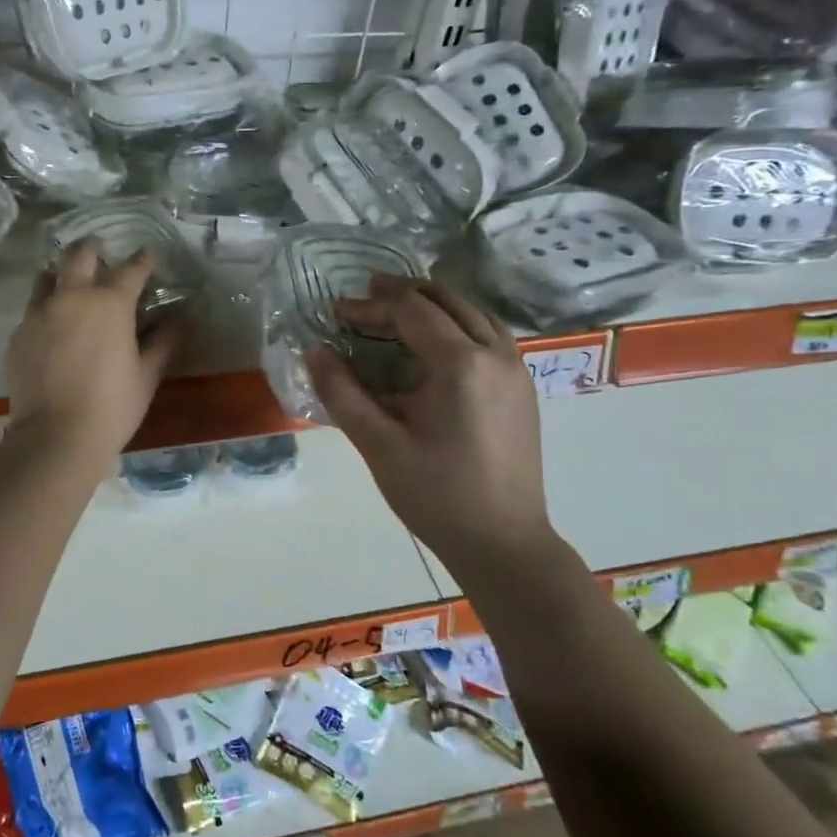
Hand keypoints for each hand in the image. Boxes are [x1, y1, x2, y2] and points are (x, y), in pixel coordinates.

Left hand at [5, 240, 185, 467]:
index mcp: (110, 303)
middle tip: (100, 252)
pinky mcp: (18, 334)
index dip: (142, 261)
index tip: (148, 256)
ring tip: (70, 284)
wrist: (55, 436)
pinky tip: (52, 326)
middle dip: (92, 249)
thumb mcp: (147, 375)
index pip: (130, 270)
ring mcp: (39, 313)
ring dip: (61, 274)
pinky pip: (32, 309)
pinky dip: (45, 308)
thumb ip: (164, 342)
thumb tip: (182, 320)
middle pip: (79, 256)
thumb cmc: (112, 406)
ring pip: (47, 277)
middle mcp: (71, 297)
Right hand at [307, 276, 555, 560]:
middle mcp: (496, 354)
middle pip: (447, 300)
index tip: (336, 311)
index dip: (370, 305)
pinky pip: (489, 334)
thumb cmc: (436, 496)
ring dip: (434, 303)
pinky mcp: (523, 388)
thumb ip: (342, 393)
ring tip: (397, 309)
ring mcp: (516, 370)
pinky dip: (457, 323)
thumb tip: (314, 350)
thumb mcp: (378, 446)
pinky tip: (435, 343)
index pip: (411, 311)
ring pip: (474, 312)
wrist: (504, 543)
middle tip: (365, 296)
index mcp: (461, 364)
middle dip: (403, 293)